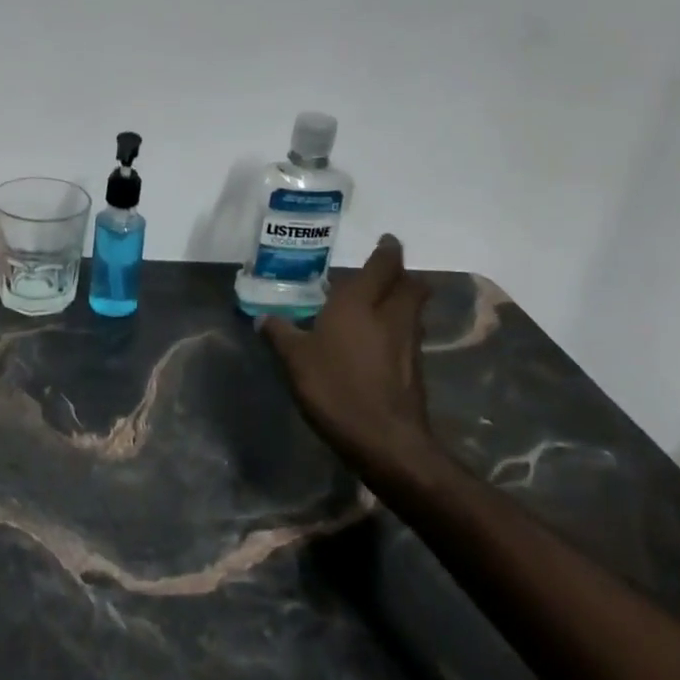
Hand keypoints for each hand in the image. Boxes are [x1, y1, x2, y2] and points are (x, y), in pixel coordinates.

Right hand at [259, 235, 442, 492]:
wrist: (385, 439)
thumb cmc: (336, 387)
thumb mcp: (295, 360)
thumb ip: (280, 334)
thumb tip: (263, 317)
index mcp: (360, 302)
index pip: (384, 264)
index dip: (388, 250)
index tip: (387, 241)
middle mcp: (391, 314)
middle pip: (410, 284)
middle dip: (401, 275)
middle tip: (381, 274)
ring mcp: (408, 342)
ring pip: (413, 309)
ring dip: (402, 300)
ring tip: (377, 305)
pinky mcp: (415, 368)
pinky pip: (409, 334)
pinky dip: (399, 328)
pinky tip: (378, 342)